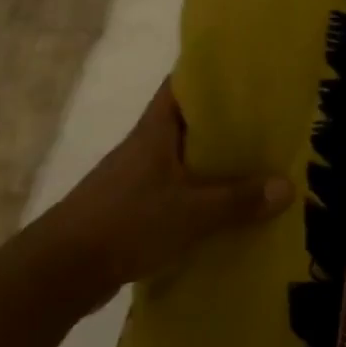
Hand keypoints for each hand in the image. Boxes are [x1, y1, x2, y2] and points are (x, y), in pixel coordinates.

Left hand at [38, 79, 292, 306]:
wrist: (57, 274)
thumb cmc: (126, 224)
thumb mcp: (193, 212)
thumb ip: (240, 200)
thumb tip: (288, 186)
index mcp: (155, 132)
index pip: (180, 87)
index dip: (209, 74)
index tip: (244, 72)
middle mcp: (143, 148)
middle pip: (187, 123)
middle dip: (224, 122)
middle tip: (266, 122)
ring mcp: (134, 180)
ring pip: (182, 159)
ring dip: (212, 161)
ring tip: (254, 165)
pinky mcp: (130, 210)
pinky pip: (174, 191)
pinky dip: (199, 193)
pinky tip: (223, 207)